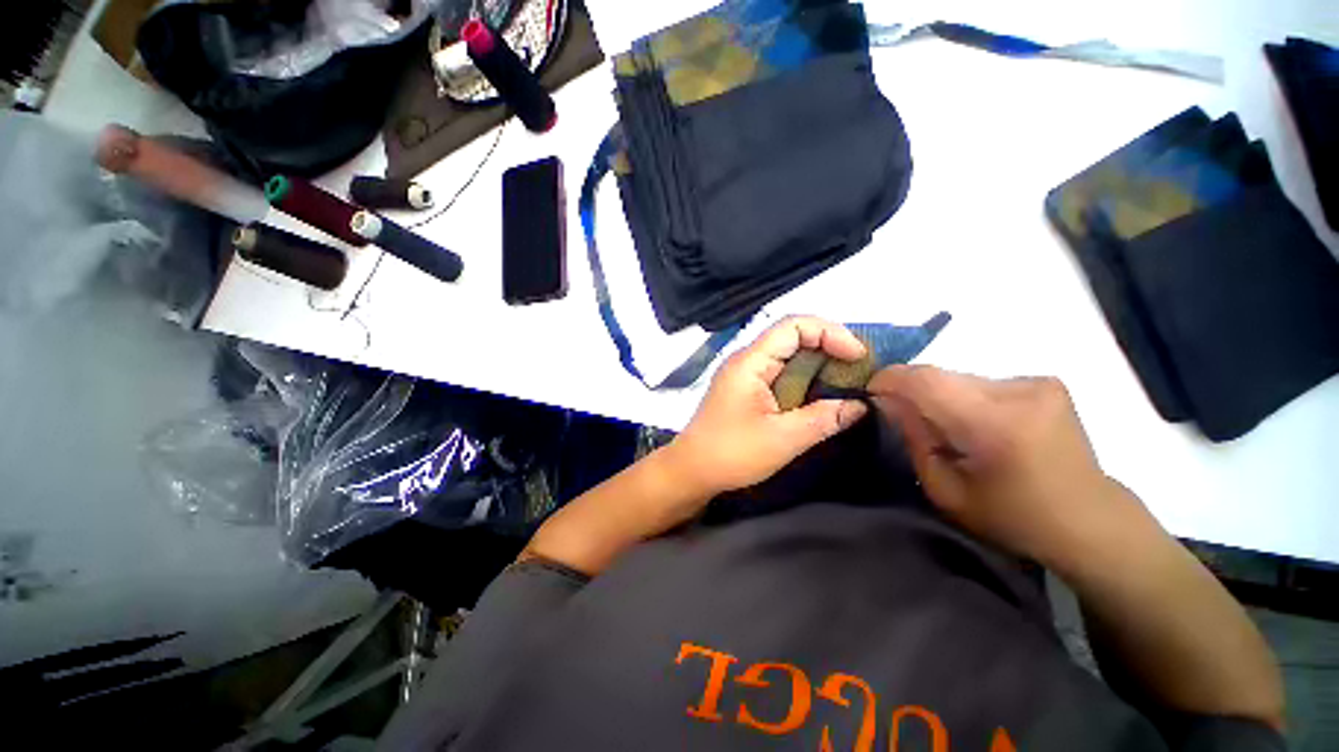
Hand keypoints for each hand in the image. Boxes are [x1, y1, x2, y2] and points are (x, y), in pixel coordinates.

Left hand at [667, 317, 869, 497]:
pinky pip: (779, 373)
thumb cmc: (732, 453)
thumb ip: (823, 419)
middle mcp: (747, 360)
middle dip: (828, 346)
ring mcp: (745, 374)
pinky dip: (804, 378)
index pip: (793, 326)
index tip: (857, 356)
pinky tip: (820, 395)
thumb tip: (860, 406)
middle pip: (791, 336)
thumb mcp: (783, 439)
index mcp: (750, 362)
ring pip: (787, 355)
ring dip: (817, 364)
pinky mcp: (746, 389)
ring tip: (846, 382)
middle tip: (857, 370)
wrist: (692, 470)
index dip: (830, 332)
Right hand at [868, 366, 1137, 564]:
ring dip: (940, 396)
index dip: (890, 379)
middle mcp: (1020, 392)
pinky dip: (964, 397)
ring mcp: (1037, 383)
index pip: (926, 380)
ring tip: (944, 427)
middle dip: (913, 392)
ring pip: (960, 377)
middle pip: (941, 376)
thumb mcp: (945, 490)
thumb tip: (887, 400)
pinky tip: (975, 424)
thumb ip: (913, 438)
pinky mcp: (1044, 382)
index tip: (869, 391)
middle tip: (902, 417)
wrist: (1089, 520)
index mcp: (996, 425)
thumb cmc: (1011, 517)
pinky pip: (981, 382)